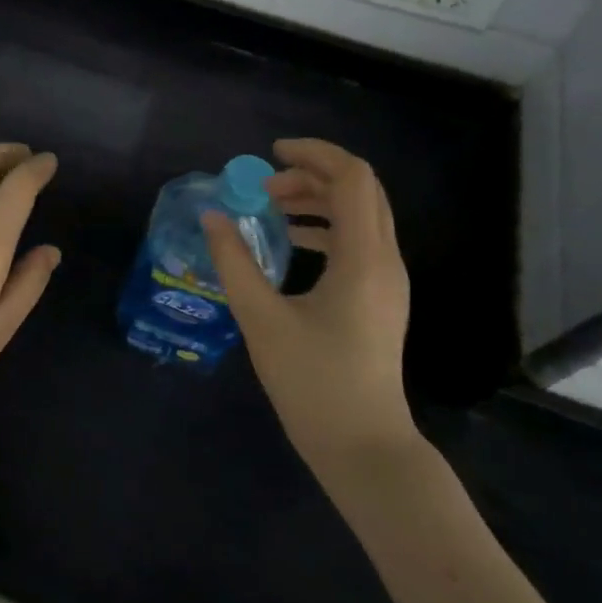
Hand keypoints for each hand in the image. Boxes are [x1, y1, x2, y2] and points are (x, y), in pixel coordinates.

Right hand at [202, 138, 415, 467]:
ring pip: (361, 215)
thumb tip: (213, 217)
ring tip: (271, 209)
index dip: (313, 155)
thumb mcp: (262, 320)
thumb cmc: (313, 383)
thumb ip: (234, 262)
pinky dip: (326, 227)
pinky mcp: (381, 299)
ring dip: (318, 200)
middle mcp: (385, 261)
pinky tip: (292, 243)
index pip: (352, 179)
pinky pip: (359, 241)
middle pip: (360, 191)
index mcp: (363, 259)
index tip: (269, 155)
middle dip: (311, 175)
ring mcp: (388, 281)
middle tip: (263, 188)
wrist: (363, 447)